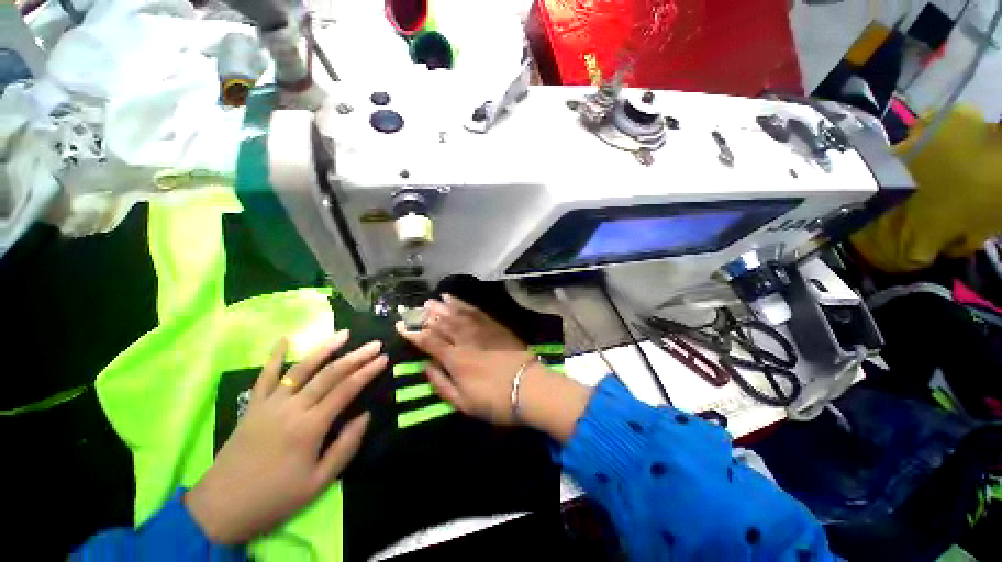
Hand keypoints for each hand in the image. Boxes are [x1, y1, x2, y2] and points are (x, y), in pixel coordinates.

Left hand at [185, 331, 386, 544]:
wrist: (222, 508)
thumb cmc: (276, 498)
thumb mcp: (319, 482)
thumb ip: (345, 447)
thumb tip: (366, 416)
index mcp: (310, 427)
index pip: (346, 390)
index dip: (367, 372)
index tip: (384, 359)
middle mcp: (292, 408)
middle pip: (329, 374)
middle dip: (356, 357)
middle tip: (375, 345)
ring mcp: (270, 404)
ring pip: (302, 369)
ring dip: (325, 349)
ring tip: (344, 334)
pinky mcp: (253, 406)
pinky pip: (264, 376)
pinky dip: (274, 356)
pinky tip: (284, 338)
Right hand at [396, 295, 592, 440]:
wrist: (529, 388)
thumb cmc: (495, 401)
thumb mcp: (463, 403)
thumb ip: (441, 384)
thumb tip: (425, 367)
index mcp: (455, 360)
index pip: (429, 342)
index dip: (413, 333)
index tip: (400, 325)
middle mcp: (465, 341)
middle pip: (442, 324)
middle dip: (425, 316)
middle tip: (413, 308)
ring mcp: (481, 331)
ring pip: (457, 314)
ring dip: (442, 307)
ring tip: (430, 300)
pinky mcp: (494, 326)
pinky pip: (475, 311)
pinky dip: (463, 304)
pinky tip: (455, 299)